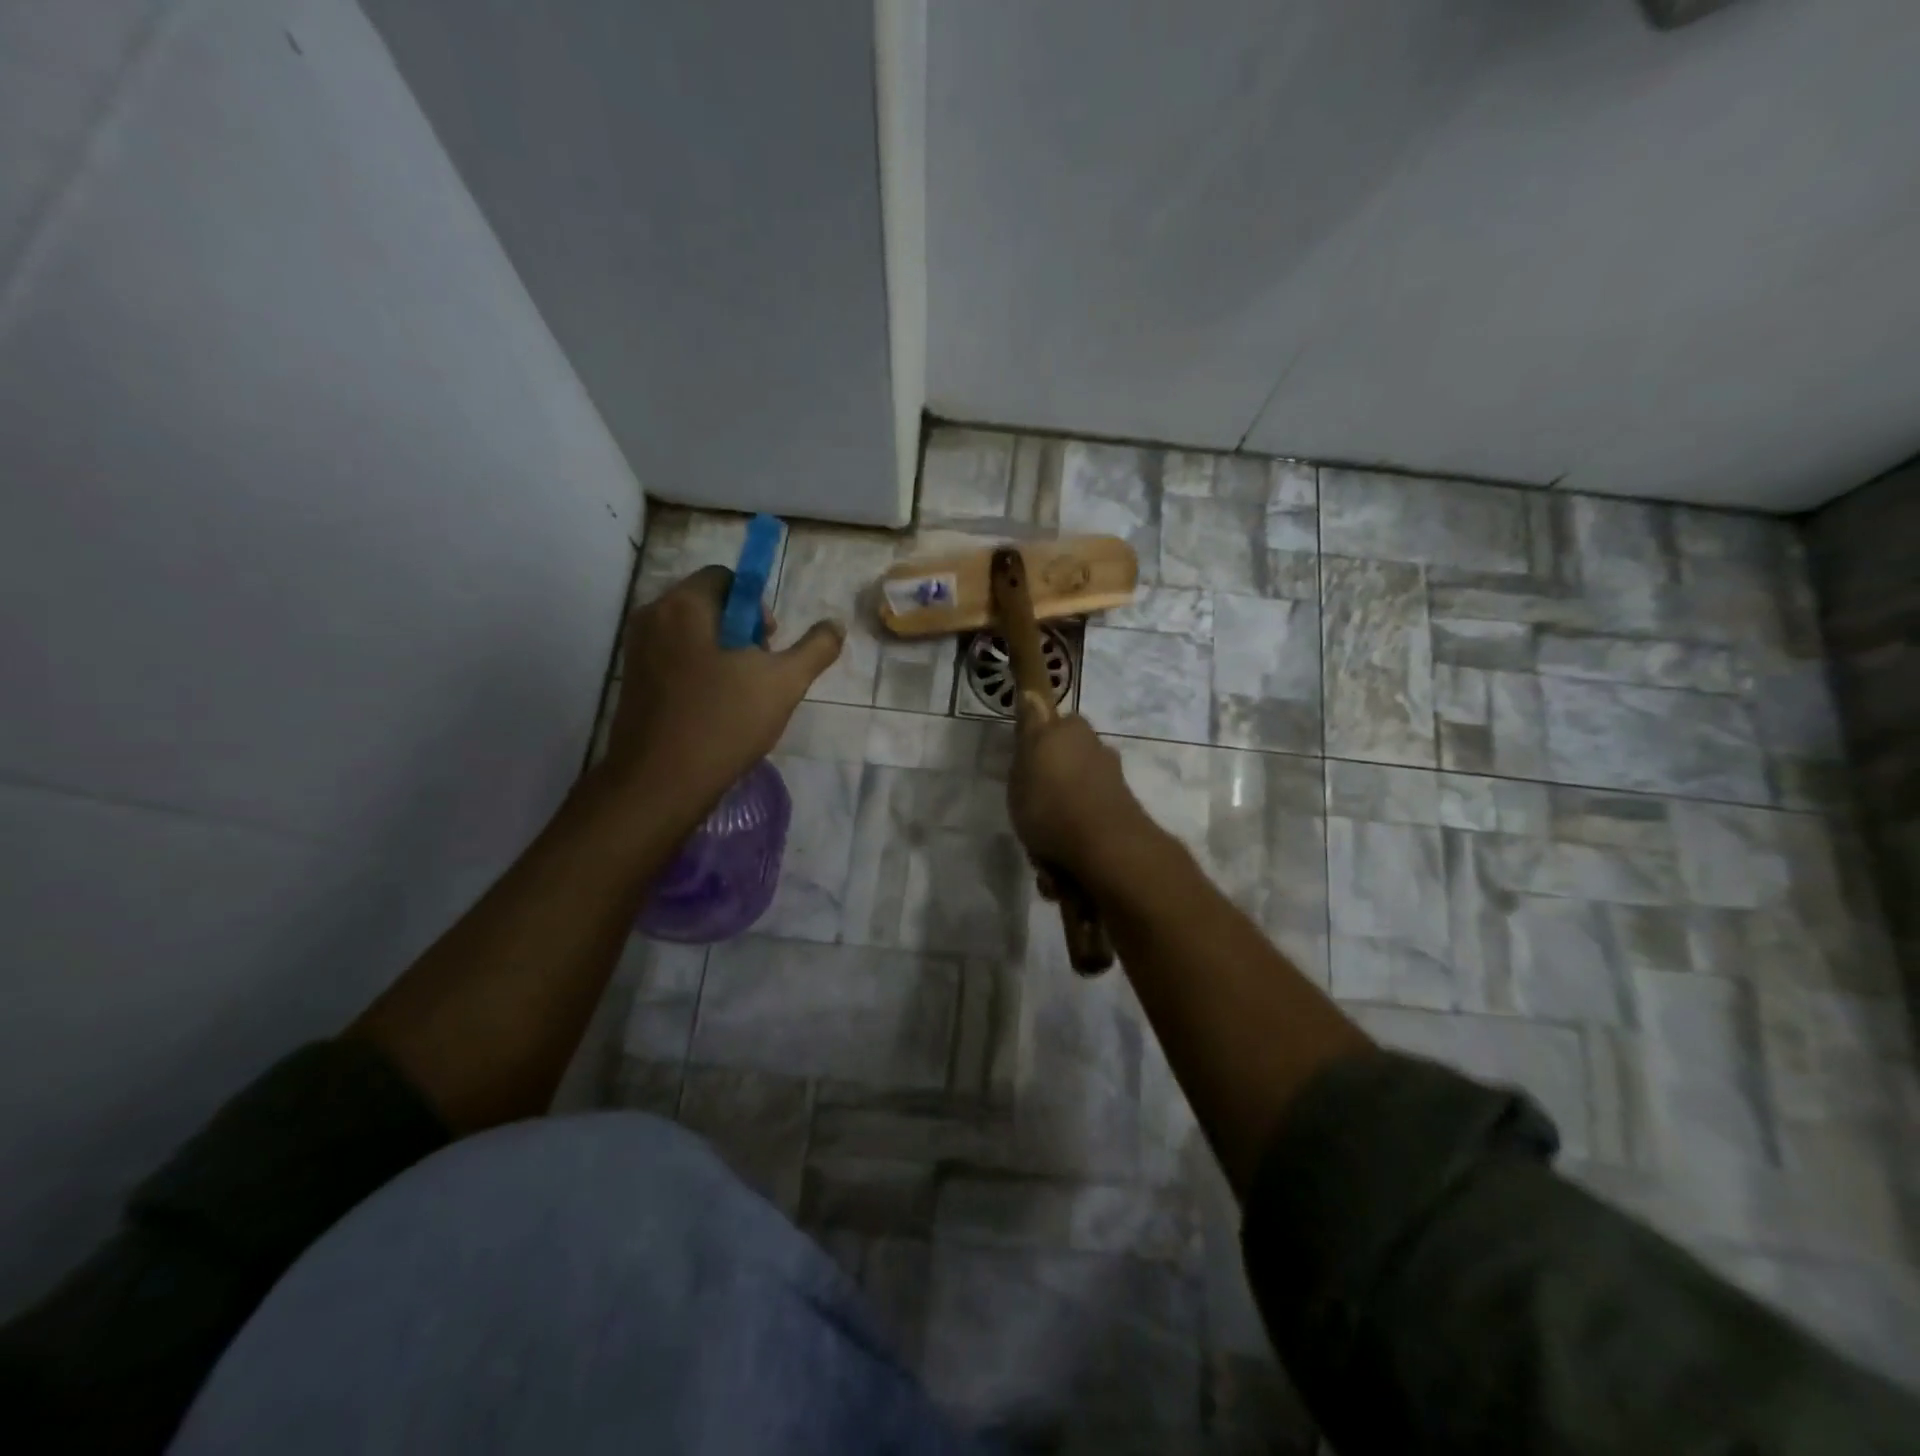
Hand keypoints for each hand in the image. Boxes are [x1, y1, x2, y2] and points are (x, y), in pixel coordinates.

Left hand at [607, 566, 842, 812]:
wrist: (660, 783)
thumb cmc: (724, 722)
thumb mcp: (784, 683)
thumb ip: (815, 648)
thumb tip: (836, 624)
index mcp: (684, 605)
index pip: (726, 578)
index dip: (757, 606)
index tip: (770, 645)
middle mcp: (652, 617)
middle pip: (708, 605)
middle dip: (742, 632)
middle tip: (759, 673)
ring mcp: (636, 651)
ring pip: (692, 635)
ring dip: (722, 655)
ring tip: (740, 696)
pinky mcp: (632, 682)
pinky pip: (674, 660)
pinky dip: (699, 673)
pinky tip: (715, 711)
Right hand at [1008, 713, 1150, 879]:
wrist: (1104, 851)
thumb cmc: (1052, 801)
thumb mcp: (1026, 757)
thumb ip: (1030, 726)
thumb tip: (1033, 693)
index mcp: (1075, 733)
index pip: (1056, 725)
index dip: (1038, 745)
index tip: (1023, 769)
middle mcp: (1098, 754)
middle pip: (1065, 768)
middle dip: (1047, 792)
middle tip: (1028, 814)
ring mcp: (1111, 790)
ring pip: (1073, 805)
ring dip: (1056, 828)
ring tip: (1041, 854)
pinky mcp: (1119, 824)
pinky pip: (1084, 834)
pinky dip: (1071, 850)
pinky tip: (1059, 872)